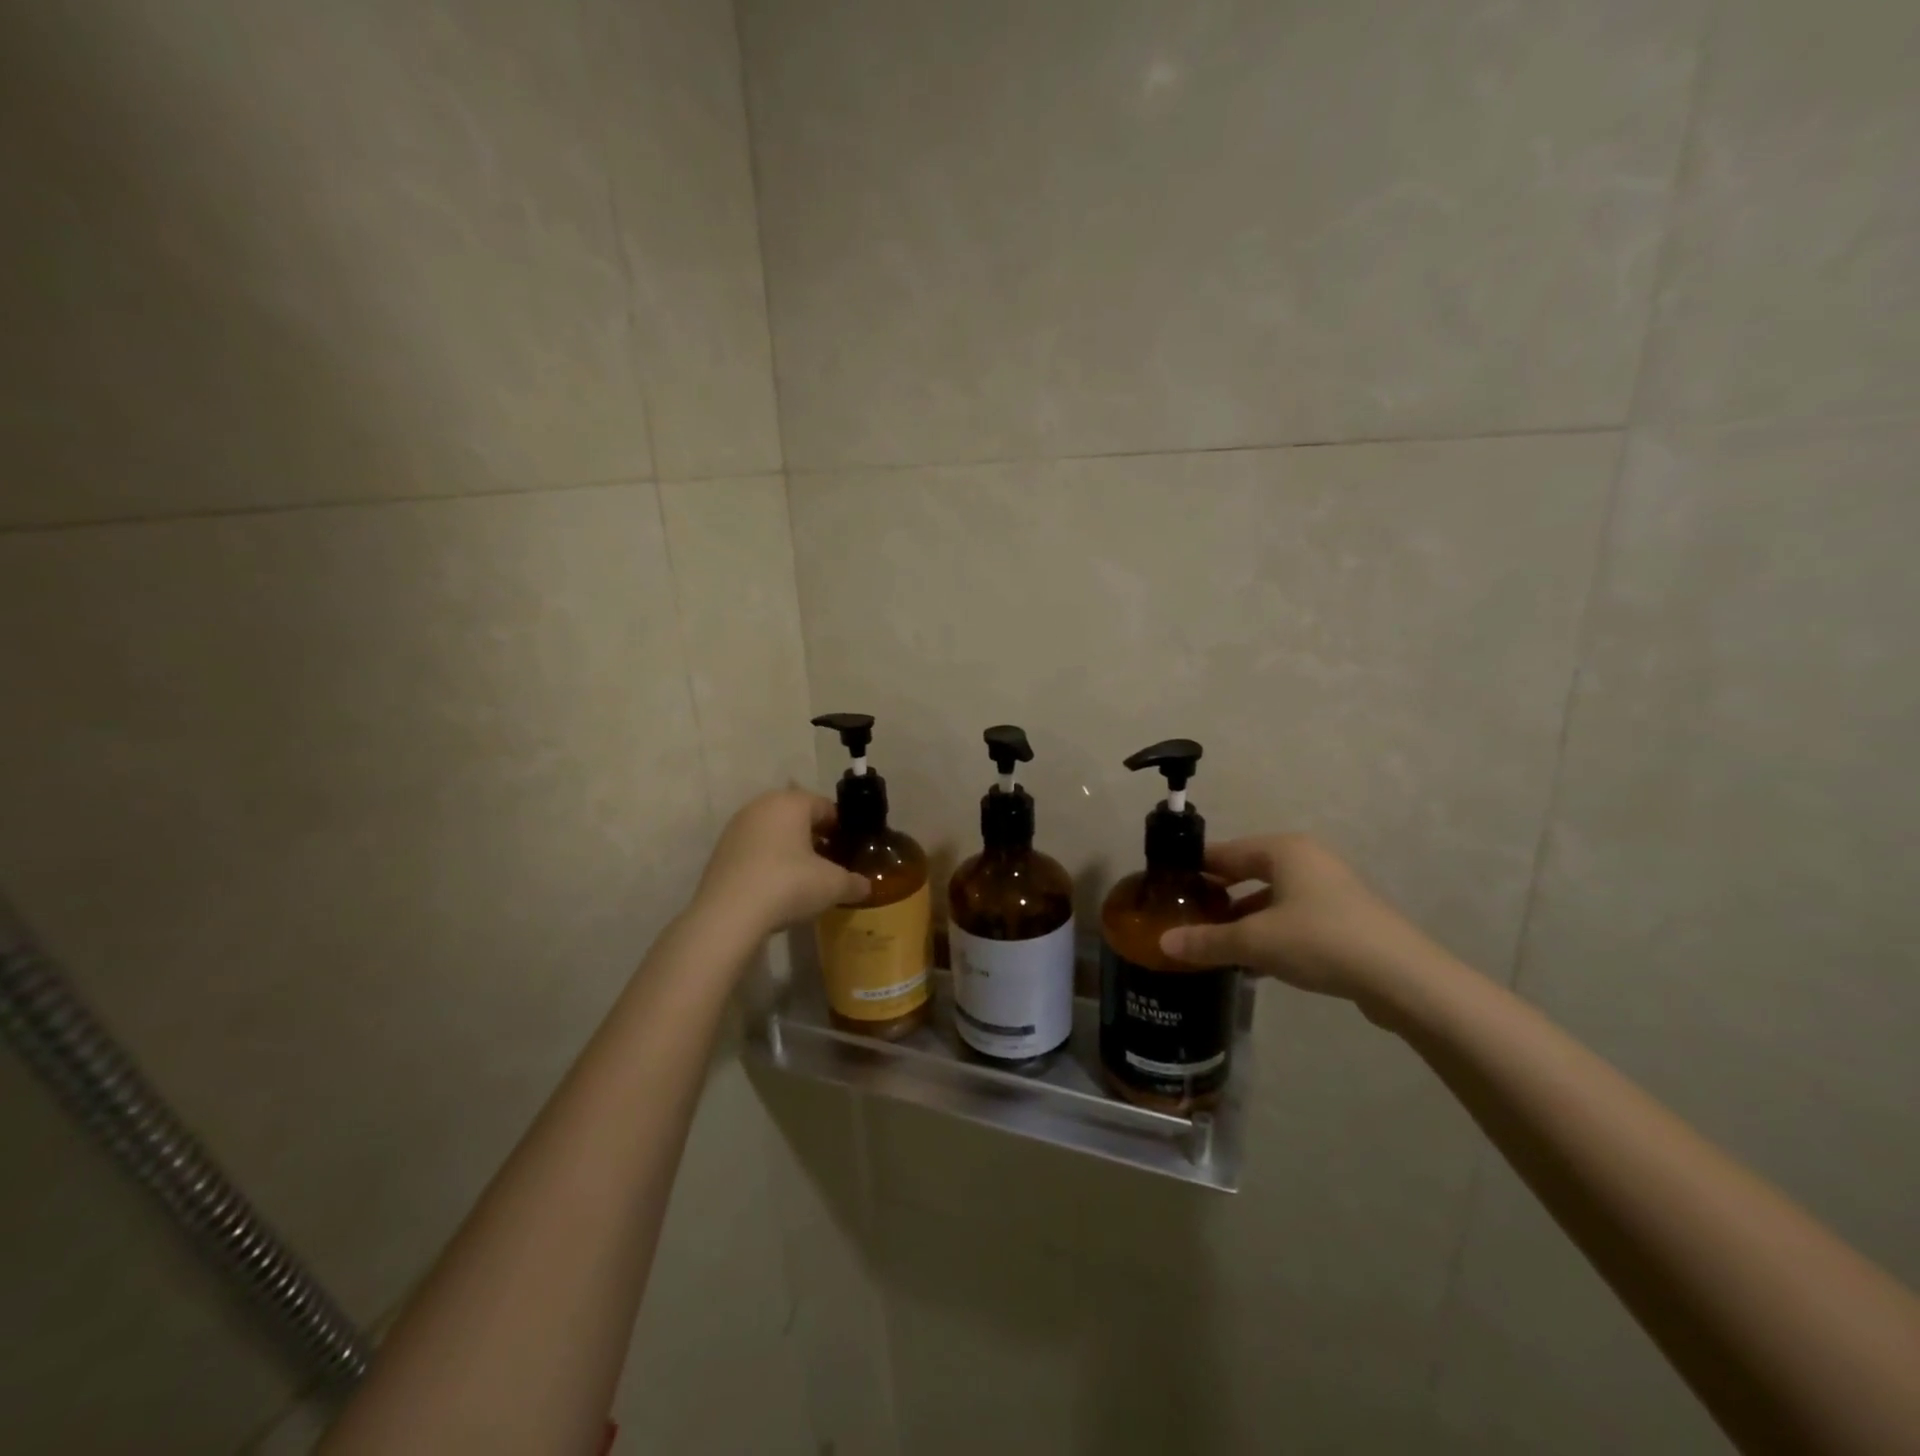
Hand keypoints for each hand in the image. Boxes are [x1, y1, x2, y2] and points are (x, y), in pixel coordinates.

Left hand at [691, 790, 869, 938]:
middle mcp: (762, 806)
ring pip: (774, 832)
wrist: (728, 915)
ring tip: (804, 877)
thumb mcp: (833, 885)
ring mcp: (737, 827)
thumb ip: (854, 882)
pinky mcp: (721, 851)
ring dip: (790, 849)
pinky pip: (755, 849)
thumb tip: (865, 886)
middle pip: (798, 816)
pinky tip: (776, 887)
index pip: (826, 807)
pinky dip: (768, 861)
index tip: (850, 851)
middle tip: (830, 863)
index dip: (842, 828)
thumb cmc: (788, 885)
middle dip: (815, 837)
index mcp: (792, 802)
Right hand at [1158, 835, 1434, 1012]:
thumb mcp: (1255, 941)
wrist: (1402, 978)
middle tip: (1186, 915)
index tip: (1167, 886)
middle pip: (1248, 872)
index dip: (1195, 868)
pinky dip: (1270, 933)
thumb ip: (1207, 941)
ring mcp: (1329, 889)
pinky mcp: (1344, 919)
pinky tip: (1252, 964)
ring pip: (1271, 898)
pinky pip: (1292, 918)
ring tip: (1213, 942)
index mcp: (1283, 850)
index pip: (1225, 851)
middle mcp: (1306, 860)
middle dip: (1218, 895)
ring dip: (1243, 919)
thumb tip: (1163, 945)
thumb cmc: (1320, 940)